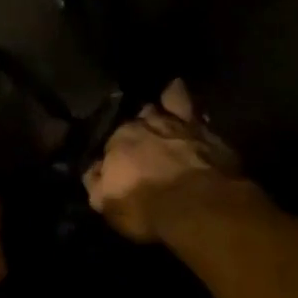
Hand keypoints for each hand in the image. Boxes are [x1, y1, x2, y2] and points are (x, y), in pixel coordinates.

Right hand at [83, 80, 242, 243]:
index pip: (111, 144)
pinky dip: (178, 95)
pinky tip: (176, 88)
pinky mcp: (205, 130)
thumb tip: (92, 169)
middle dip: (138, 130)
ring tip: (156, 108)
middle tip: (142, 143)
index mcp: (117, 141)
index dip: (116, 155)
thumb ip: (95, 183)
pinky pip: (187, 104)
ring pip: (158, 106)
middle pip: (136, 122)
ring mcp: (175, 123)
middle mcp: (143, 124)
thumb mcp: (108, 205)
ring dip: (156, 110)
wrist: (199, 206)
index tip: (121, 166)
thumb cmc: (146, 209)